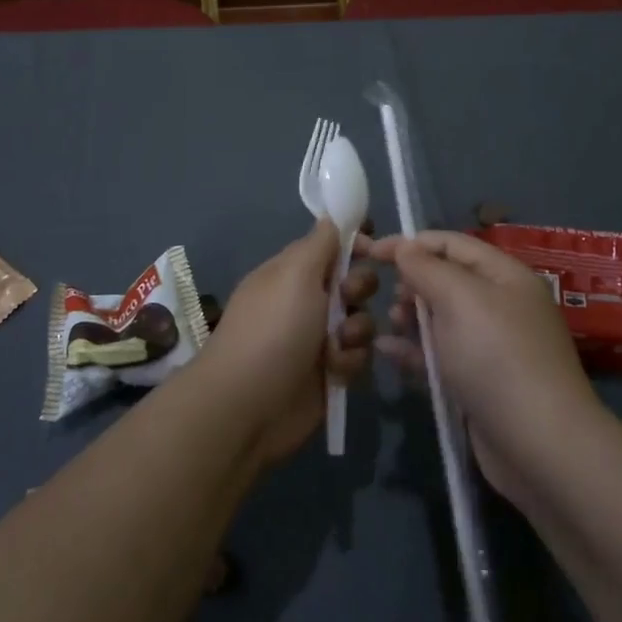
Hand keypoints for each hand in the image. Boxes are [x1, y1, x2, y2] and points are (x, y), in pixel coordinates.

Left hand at [193, 219, 377, 465]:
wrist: (249, 405)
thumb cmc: (273, 329)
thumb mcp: (295, 273)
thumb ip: (320, 243)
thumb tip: (332, 216)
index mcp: (292, 270)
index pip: (330, 244)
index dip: (354, 242)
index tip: (372, 246)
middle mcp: (306, 299)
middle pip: (353, 280)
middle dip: (359, 287)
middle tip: (347, 298)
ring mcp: (317, 337)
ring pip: (361, 319)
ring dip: (357, 329)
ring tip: (338, 344)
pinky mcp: (329, 372)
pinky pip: (358, 355)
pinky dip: (350, 361)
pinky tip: (335, 371)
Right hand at [370, 229, 597, 501]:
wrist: (539, 445)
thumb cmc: (497, 357)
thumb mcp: (459, 298)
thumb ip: (426, 267)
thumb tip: (404, 247)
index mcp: (504, 275)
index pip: (451, 243)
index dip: (410, 243)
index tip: (370, 252)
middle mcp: (501, 304)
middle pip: (446, 279)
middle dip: (412, 281)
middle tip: (387, 296)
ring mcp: (491, 345)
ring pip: (441, 318)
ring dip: (411, 316)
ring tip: (391, 323)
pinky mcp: (479, 381)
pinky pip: (440, 354)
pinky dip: (414, 350)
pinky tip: (385, 350)